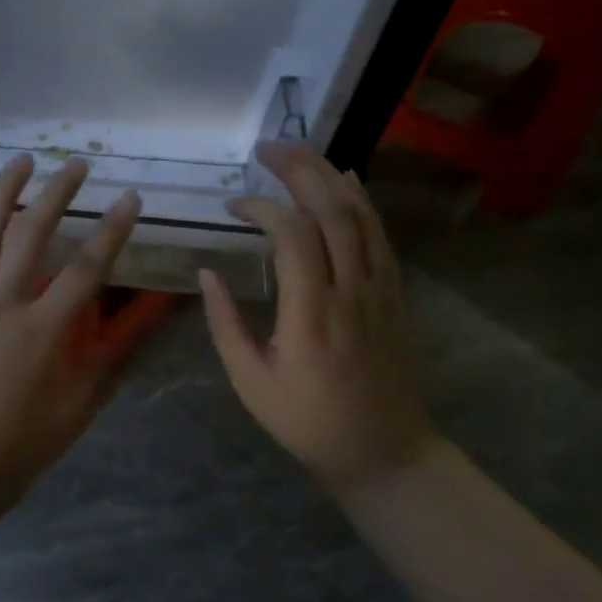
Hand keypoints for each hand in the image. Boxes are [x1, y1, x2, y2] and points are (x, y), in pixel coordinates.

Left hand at [0, 155, 142, 510]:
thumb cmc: (0, 454)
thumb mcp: (68, 420)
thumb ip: (104, 368)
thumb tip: (138, 328)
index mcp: (41, 334)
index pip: (87, 270)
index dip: (112, 231)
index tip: (130, 199)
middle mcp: (1, 304)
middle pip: (33, 236)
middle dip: (59, 194)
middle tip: (77, 164)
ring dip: (5, 191)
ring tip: (23, 160)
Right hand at [198, 142, 431, 496]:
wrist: (385, 453)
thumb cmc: (307, 421)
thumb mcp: (250, 381)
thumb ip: (225, 323)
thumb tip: (207, 271)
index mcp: (311, 315)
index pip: (293, 237)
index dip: (263, 208)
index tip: (233, 206)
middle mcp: (350, 293)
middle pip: (333, 214)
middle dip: (300, 172)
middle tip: (268, 148)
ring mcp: (379, 292)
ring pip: (362, 219)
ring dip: (331, 177)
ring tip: (301, 151)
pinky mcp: (394, 296)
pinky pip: (381, 237)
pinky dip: (364, 202)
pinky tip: (346, 180)